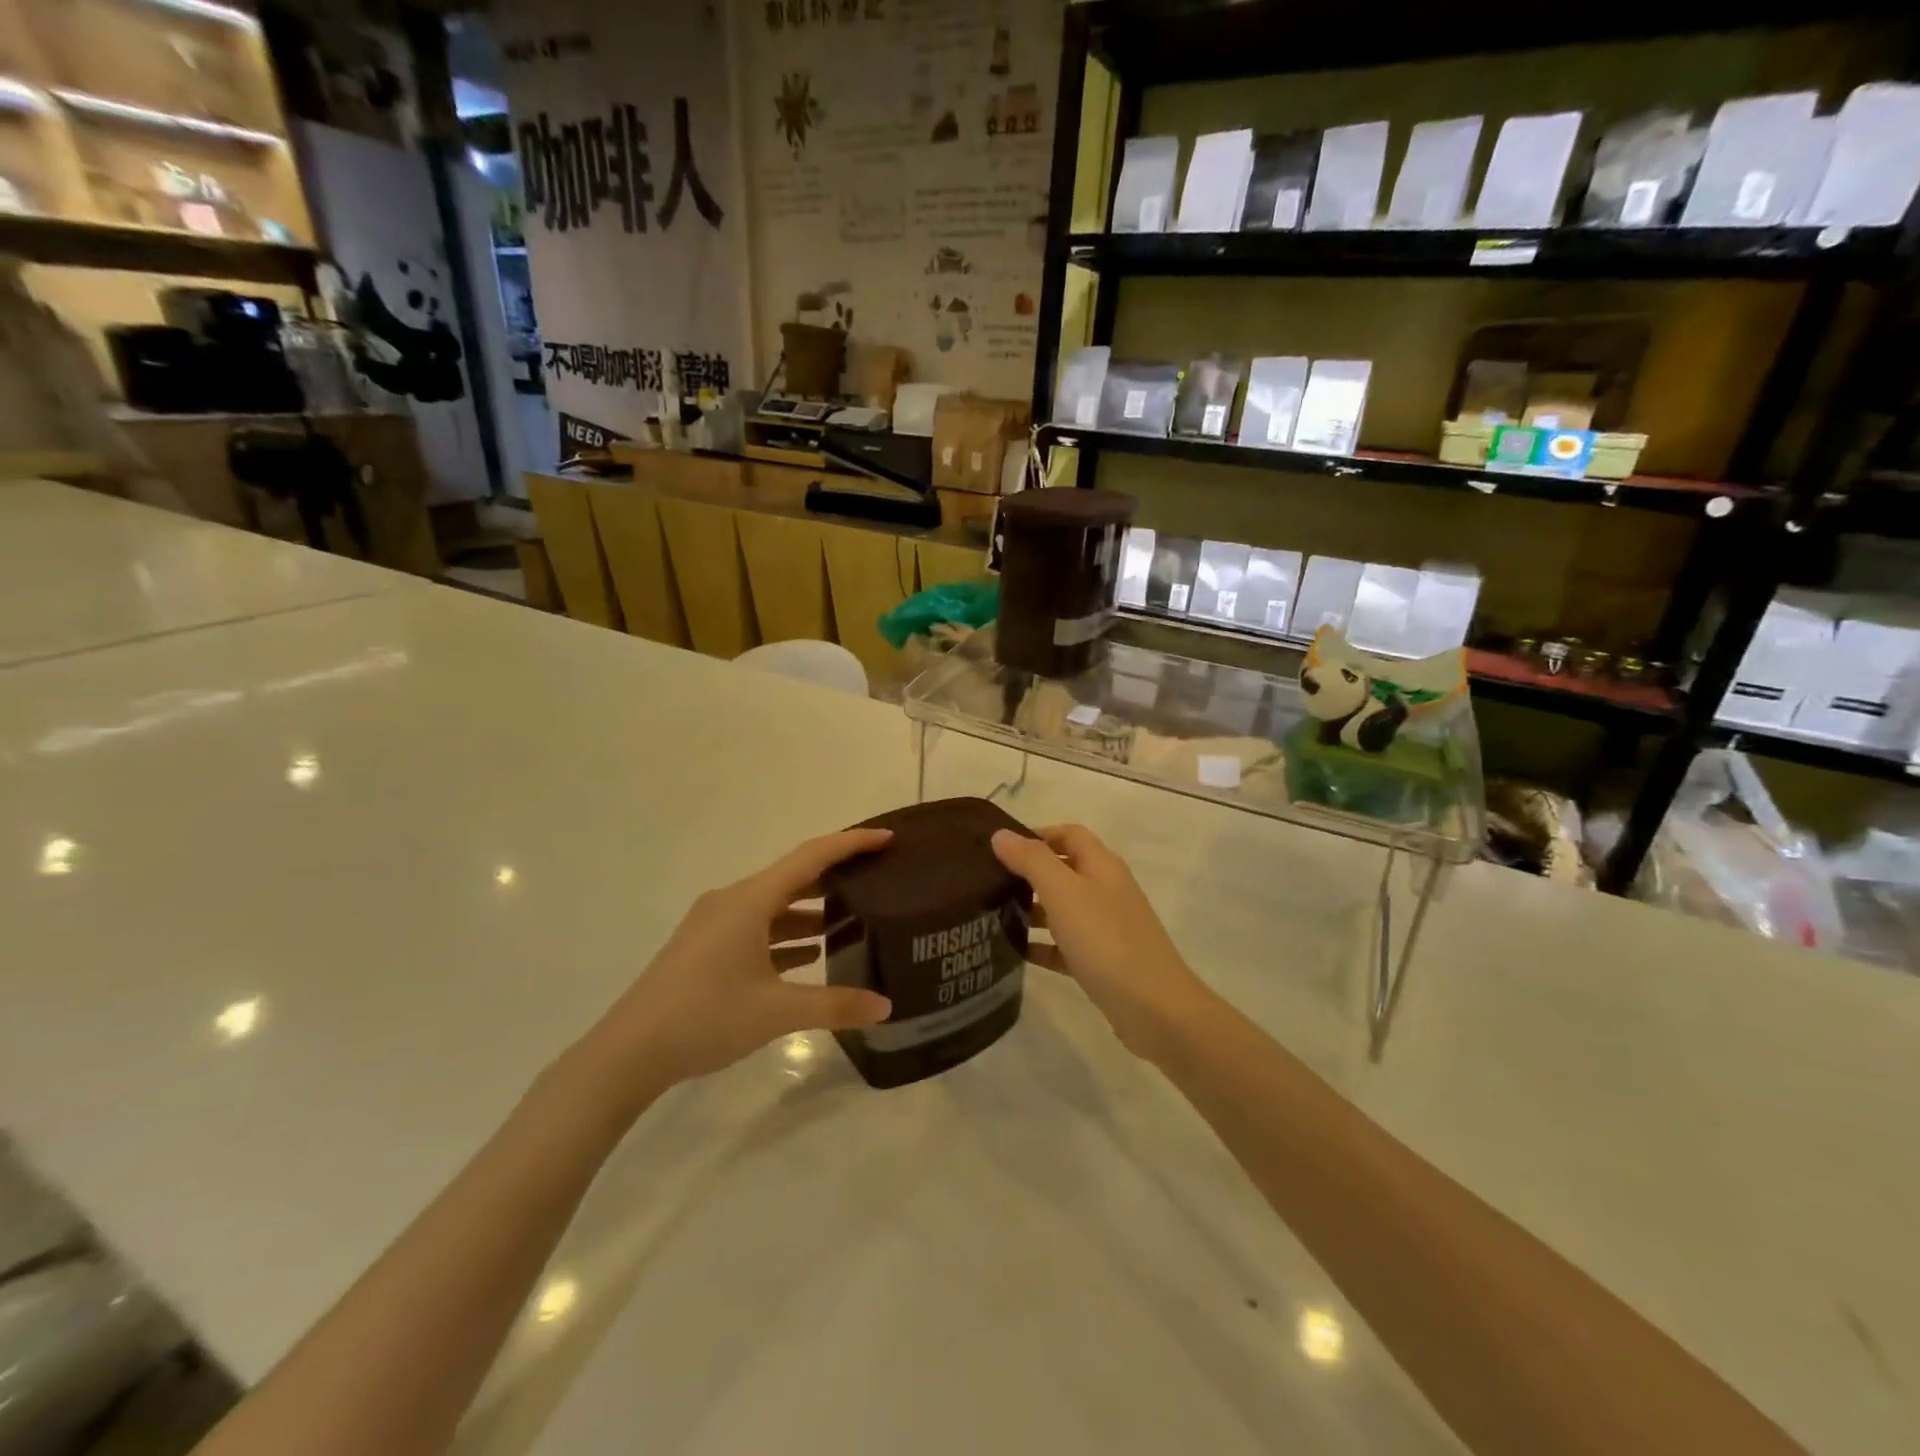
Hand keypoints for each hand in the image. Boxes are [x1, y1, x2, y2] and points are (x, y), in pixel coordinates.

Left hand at [585, 830, 894, 1097]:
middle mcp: (733, 902)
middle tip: (878, 879)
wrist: (628, 1052)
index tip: (887, 838)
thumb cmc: (705, 1018)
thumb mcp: (776, 1012)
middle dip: (836, 876)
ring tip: (854, 920)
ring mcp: (716, 924)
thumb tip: (886, 1007)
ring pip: (775, 905)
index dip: (851, 844)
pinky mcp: (707, 947)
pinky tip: (811, 954)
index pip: (811, 857)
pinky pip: (758, 928)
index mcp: (750, 901)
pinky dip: (787, 934)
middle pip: (794, 877)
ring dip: (812, 910)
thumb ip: (835, 1006)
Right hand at [992, 825, 1217, 1064]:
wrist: (1154, 1008)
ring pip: (1064, 908)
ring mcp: (1107, 927)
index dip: (1037, 834)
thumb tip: (1001, 835)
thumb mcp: (1064, 893)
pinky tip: (1017, 953)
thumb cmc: (1106, 940)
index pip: (1069, 834)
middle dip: (1029, 873)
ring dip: (1033, 909)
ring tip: (995, 916)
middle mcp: (1107, 890)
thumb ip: (1032, 860)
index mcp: (1102, 866)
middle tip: (991, 883)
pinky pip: (1066, 945)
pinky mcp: (1103, 961)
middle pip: (1065, 870)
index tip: (1002, 849)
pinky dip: (1044, 945)